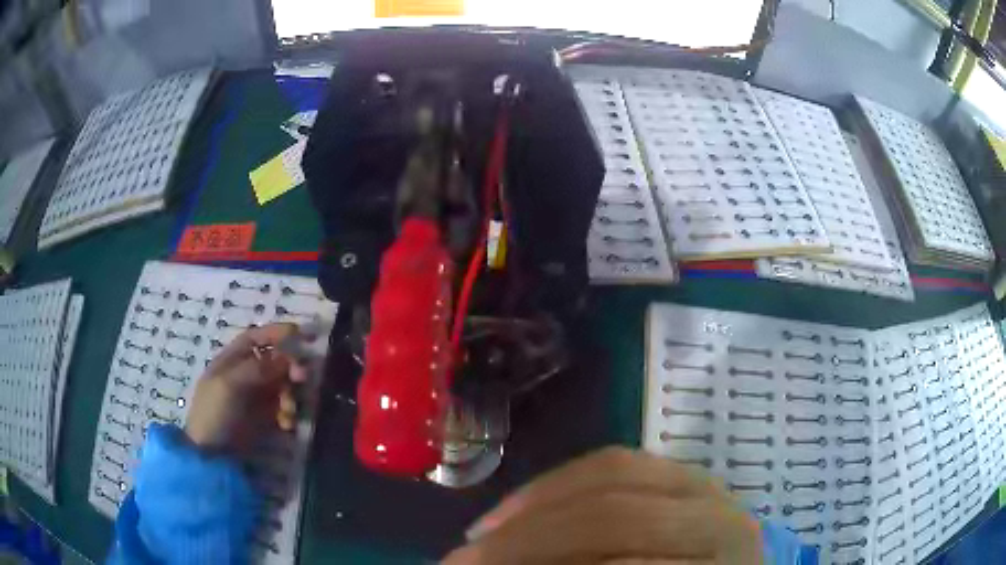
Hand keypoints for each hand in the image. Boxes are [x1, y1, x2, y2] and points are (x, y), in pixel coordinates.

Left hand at [184, 323, 311, 452]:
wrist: (213, 454)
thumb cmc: (214, 412)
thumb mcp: (229, 384)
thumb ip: (257, 368)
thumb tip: (286, 356)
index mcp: (231, 361)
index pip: (255, 338)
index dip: (275, 332)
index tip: (298, 332)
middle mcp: (245, 375)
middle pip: (274, 361)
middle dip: (289, 367)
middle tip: (302, 377)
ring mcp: (255, 398)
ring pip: (282, 385)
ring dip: (290, 395)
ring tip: (288, 411)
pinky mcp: (264, 418)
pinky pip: (283, 408)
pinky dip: (288, 414)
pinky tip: (286, 424)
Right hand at [443, 447, 761, 564]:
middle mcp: (722, 525)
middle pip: (612, 520)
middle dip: (523, 544)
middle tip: (459, 562)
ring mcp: (708, 489)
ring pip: (610, 479)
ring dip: (532, 508)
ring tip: (480, 534)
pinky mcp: (686, 472)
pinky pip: (617, 463)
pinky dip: (561, 483)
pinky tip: (523, 506)